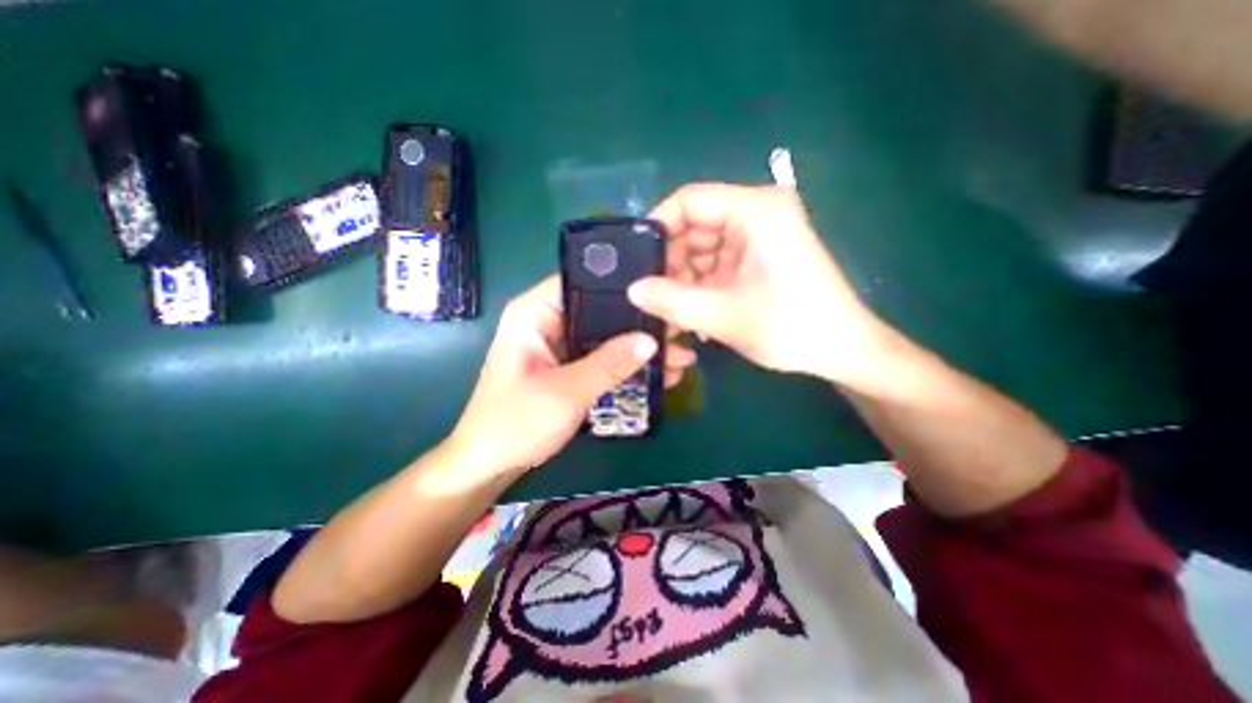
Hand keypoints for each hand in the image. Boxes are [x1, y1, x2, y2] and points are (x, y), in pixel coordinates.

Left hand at [446, 279, 700, 475]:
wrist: (490, 465)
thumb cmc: (515, 423)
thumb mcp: (566, 392)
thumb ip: (609, 365)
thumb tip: (651, 340)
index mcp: (534, 313)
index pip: (582, 281)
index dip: (621, 285)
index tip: (660, 296)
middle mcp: (548, 322)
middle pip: (600, 311)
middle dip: (639, 324)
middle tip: (679, 331)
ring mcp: (559, 345)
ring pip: (606, 336)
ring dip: (638, 348)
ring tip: (679, 357)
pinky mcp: (569, 366)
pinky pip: (602, 358)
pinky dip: (626, 366)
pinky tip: (658, 375)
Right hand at [631, 185, 893, 387]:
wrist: (842, 351)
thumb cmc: (792, 328)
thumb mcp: (725, 315)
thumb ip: (672, 301)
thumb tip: (631, 290)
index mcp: (756, 211)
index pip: (689, 200)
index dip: (657, 227)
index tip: (636, 262)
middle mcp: (756, 214)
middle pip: (693, 227)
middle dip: (670, 262)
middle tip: (651, 297)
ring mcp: (756, 237)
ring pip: (700, 249)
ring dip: (683, 280)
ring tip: (670, 311)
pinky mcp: (756, 259)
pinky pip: (714, 265)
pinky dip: (698, 286)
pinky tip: (691, 312)